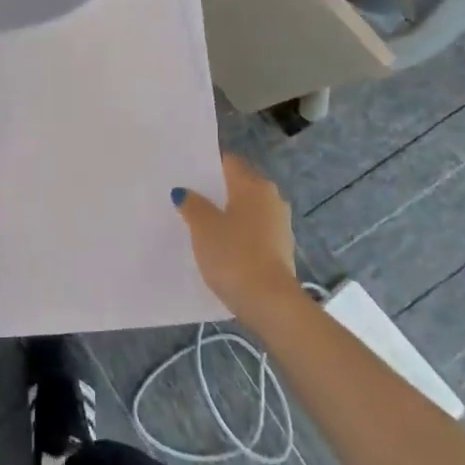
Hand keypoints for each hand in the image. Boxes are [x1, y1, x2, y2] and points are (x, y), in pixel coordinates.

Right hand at [173, 154, 302, 323]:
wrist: (270, 302)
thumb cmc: (235, 255)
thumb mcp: (204, 227)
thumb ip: (192, 204)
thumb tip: (184, 192)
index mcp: (254, 185)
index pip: (228, 162)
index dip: (206, 164)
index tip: (185, 171)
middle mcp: (271, 198)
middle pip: (238, 185)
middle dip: (215, 190)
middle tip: (186, 196)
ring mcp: (279, 224)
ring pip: (246, 209)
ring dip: (226, 213)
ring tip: (198, 222)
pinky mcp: (280, 249)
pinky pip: (252, 231)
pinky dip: (237, 233)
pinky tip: (218, 245)